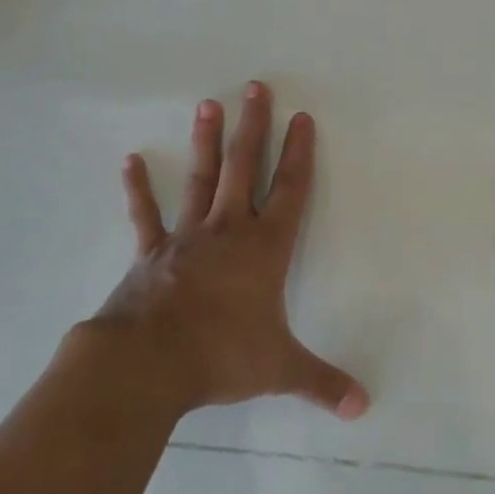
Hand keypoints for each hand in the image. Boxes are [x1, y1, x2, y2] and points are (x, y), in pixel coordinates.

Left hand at [93, 82, 368, 420]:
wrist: (148, 364)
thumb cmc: (220, 356)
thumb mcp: (279, 369)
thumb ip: (322, 383)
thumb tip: (363, 407)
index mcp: (264, 249)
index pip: (289, 191)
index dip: (298, 154)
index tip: (302, 117)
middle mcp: (227, 231)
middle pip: (243, 168)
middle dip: (253, 127)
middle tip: (256, 86)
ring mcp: (186, 237)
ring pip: (201, 178)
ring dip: (206, 141)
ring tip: (208, 103)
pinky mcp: (151, 253)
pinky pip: (145, 215)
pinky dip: (138, 189)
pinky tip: (131, 161)